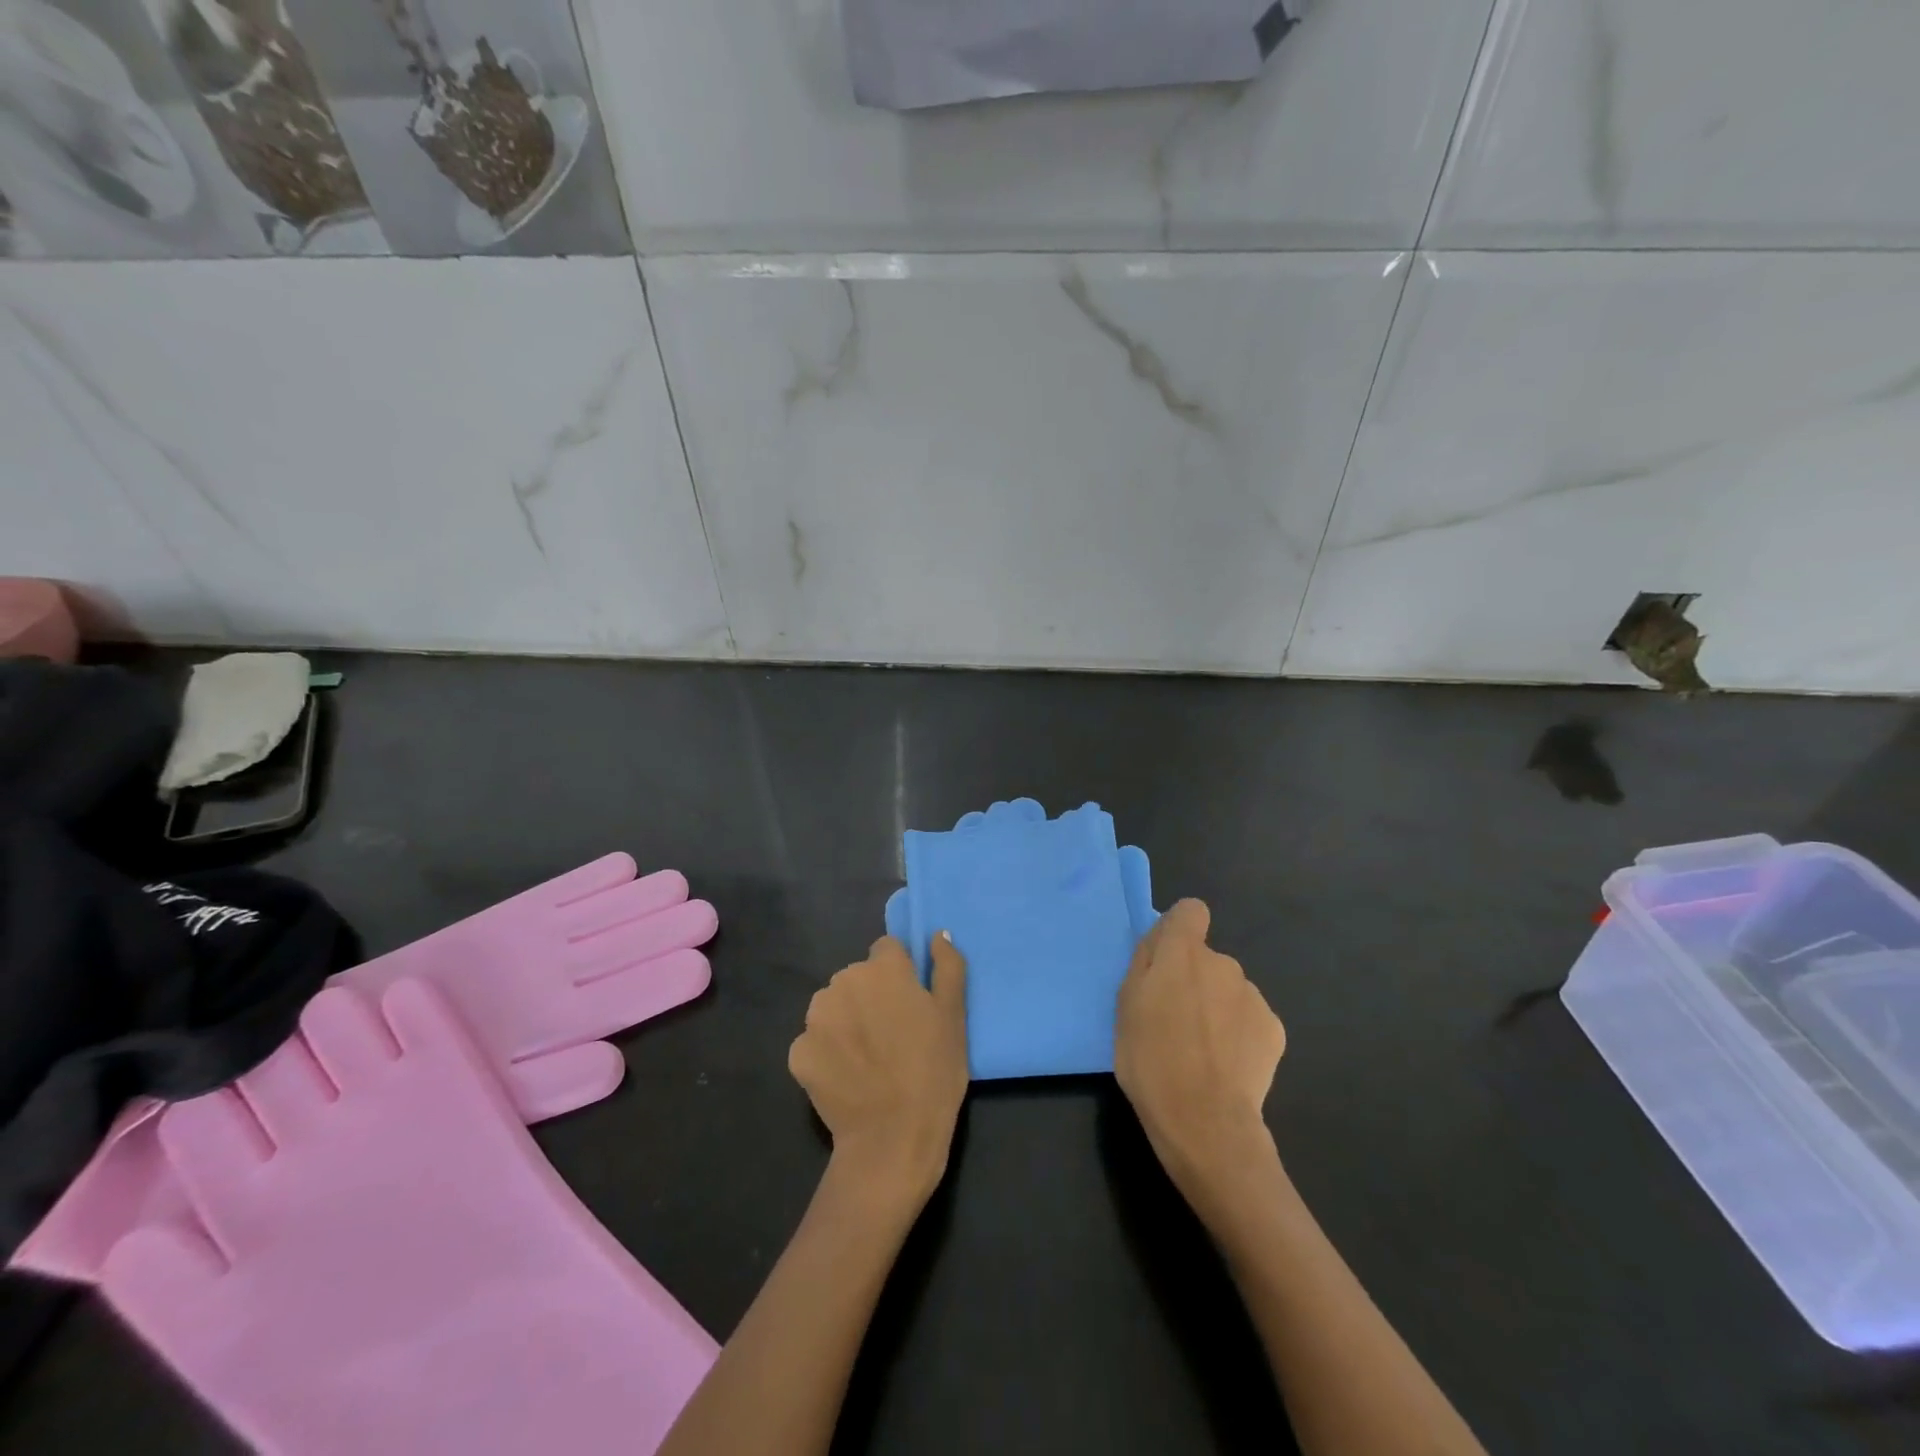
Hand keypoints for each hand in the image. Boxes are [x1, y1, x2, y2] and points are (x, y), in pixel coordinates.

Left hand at [789, 934, 968, 1206]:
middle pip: (858, 978)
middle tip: (893, 1036)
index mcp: (882, 968)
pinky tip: (847, 1077)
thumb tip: (938, 934)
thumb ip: (947, 966)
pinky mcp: (798, 1052)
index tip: (910, 1004)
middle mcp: (843, 981)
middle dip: (871, 997)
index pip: (887, 951)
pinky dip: (829, 1053)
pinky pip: (816, 1041)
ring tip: (869, 1059)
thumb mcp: (954, 1016)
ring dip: (847, 1021)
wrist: (892, 1139)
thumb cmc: (933, 1072)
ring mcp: (816, 1017)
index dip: (900, 974)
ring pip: (834, 1006)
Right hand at [1114, 900, 1285, 1205]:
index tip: (1167, 961)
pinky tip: (1226, 1066)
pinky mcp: (1274, 1029)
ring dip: (1216, 1007)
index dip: (1179, 930)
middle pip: (1206, 958)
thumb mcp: (1125, 1005)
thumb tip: (1160, 939)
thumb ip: (1145, 962)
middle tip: (1175, 1020)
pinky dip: (1238, 1034)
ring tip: (1202, 1050)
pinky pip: (1249, 1018)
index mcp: (1182, 953)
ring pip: (1228, 990)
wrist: (1205, 1122)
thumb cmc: (1150, 1060)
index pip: (1191, 911)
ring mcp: (1252, 995)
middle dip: (1194, 979)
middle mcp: (1223, 963)